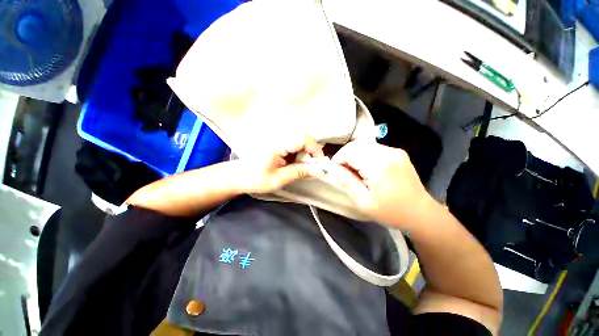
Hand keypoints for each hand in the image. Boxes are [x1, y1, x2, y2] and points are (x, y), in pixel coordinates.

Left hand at [235, 134, 324, 193]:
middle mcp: (277, 136)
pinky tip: (294, 161)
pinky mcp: (277, 140)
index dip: (315, 150)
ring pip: (300, 138)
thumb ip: (299, 172)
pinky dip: (299, 151)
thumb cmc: (254, 179)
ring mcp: (276, 136)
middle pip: (304, 135)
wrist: (237, 175)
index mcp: (276, 144)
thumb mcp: (278, 179)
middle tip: (311, 165)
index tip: (319, 164)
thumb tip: (319, 170)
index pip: (303, 138)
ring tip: (302, 165)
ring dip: (306, 151)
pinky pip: (294, 141)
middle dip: (312, 150)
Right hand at [332, 140, 436, 228]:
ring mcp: (395, 151)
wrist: (421, 212)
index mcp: (378, 167)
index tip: (335, 169)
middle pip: (356, 145)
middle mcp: (387, 154)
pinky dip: (365, 154)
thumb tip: (334, 168)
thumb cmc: (390, 211)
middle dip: (345, 155)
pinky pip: (375, 148)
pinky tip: (367, 167)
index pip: (349, 152)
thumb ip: (347, 182)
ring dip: (354, 154)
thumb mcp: (363, 202)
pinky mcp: (399, 152)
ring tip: (354, 169)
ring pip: (365, 144)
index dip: (338, 159)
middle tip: (343, 169)